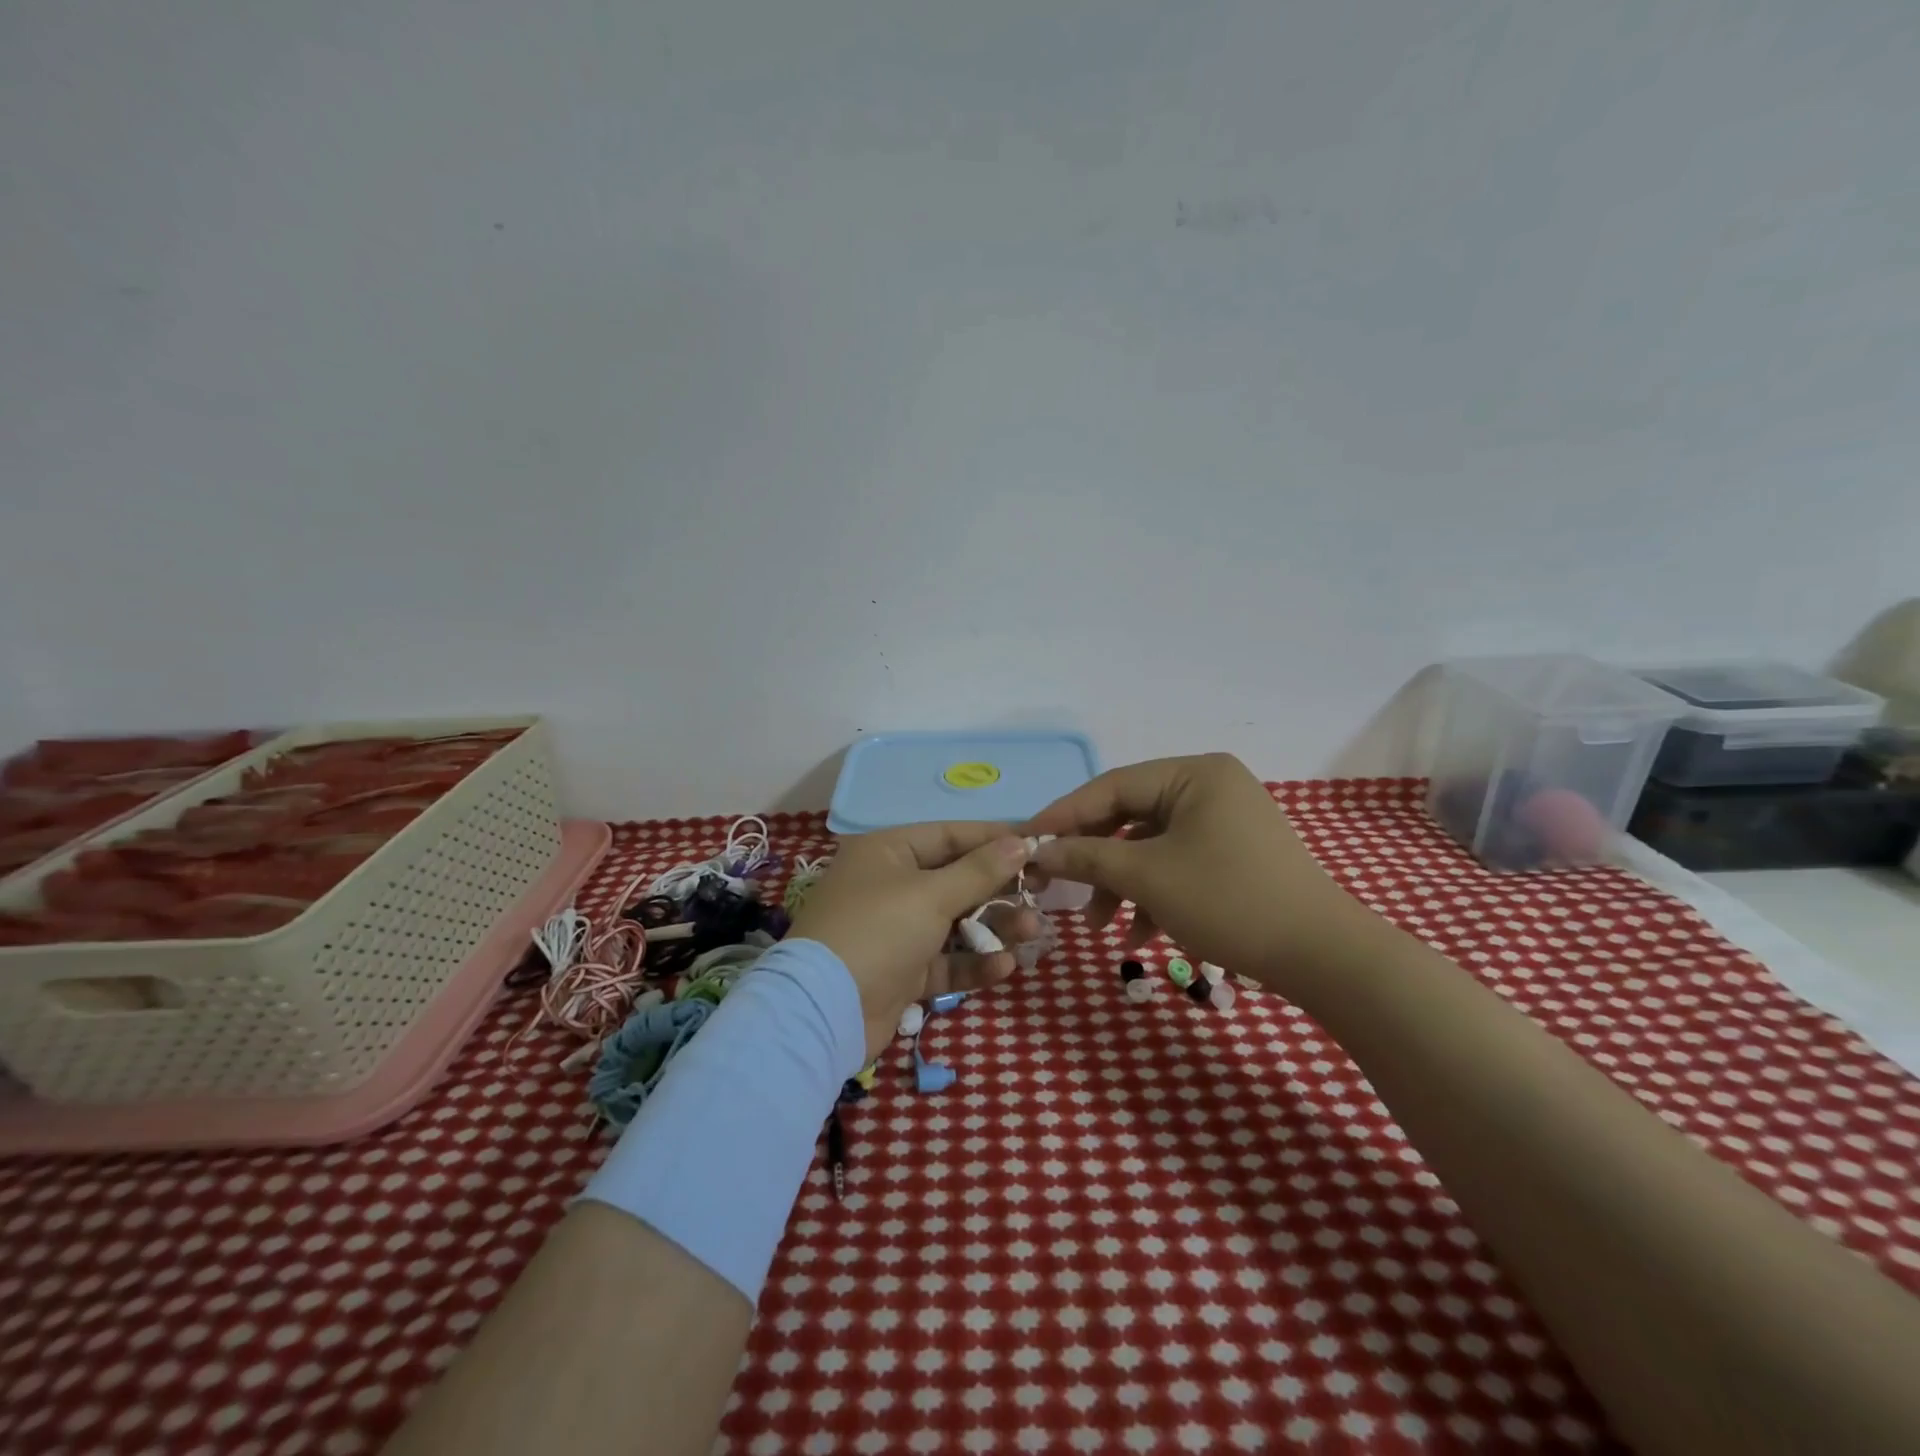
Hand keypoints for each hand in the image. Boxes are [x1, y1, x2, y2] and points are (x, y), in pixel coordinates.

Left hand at [788, 824, 1042, 1062]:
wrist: (825, 1011)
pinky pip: (945, 960)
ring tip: (1032, 932)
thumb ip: (980, 870)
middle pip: (956, 880)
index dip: (994, 839)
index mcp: (889, 852)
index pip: (951, 836)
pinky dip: (973, 963)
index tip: (1037, 844)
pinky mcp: (902, 972)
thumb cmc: (879, 931)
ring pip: (955, 922)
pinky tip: (1004, 966)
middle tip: (1042, 891)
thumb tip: (1021, 841)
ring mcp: (896, 931)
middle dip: (999, 888)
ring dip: (993, 928)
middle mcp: (891, 885)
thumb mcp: (931, 895)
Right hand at [1022, 753, 1382, 1005]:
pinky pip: (1178, 862)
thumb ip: (1087, 858)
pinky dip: (1154, 894)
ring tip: (1102, 927)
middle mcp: (1210, 786)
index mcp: (1193, 774)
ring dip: (1122, 884)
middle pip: (1130, 816)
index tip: (1027, 842)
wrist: (1323, 957)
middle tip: (1060, 887)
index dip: (1064, 815)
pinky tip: (1140, 934)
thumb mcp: (1147, 878)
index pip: (1111, 786)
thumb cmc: (1228, 901)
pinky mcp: (1234, 853)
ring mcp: (1225, 820)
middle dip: (1096, 859)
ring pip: (1152, 845)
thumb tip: (1038, 852)